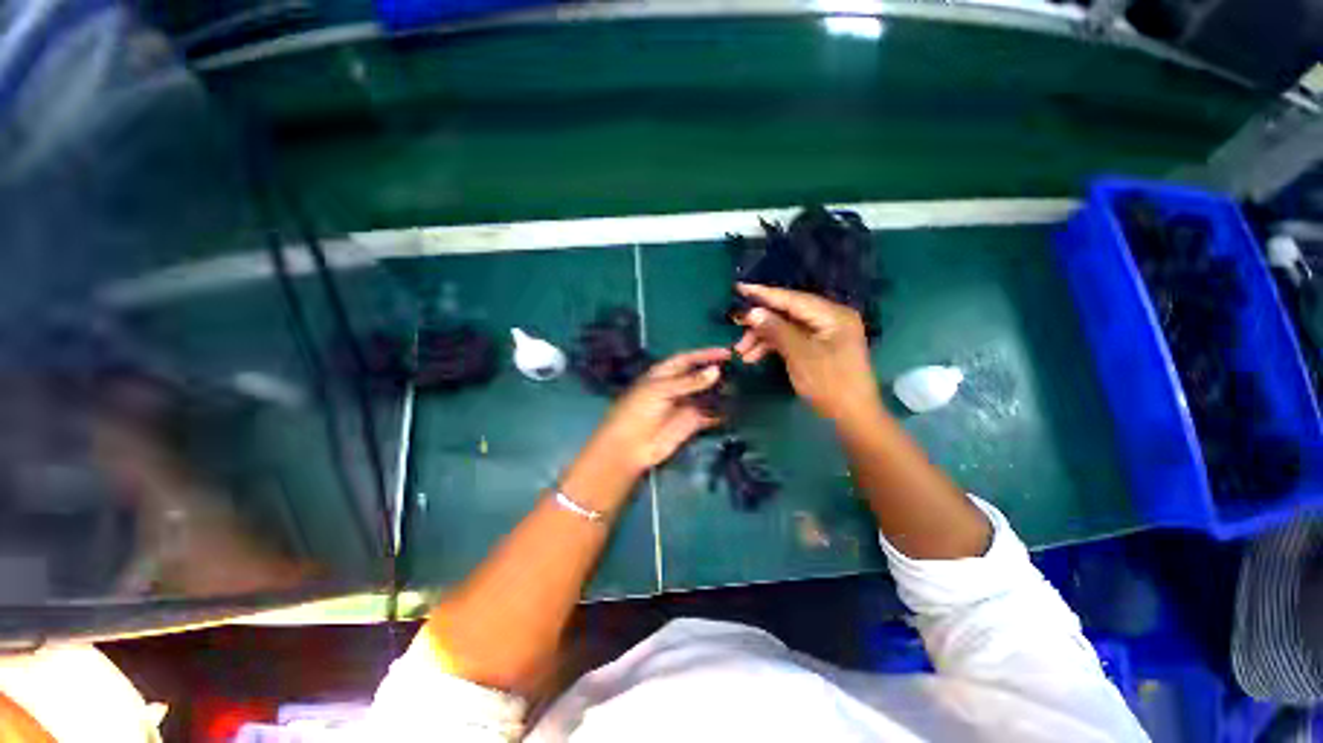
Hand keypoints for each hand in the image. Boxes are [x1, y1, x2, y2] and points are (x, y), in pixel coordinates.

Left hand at [561, 348, 729, 510]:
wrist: (630, 446)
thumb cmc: (638, 411)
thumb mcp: (661, 391)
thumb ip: (689, 382)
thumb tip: (716, 371)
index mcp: (664, 373)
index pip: (688, 359)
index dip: (706, 354)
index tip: (727, 352)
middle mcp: (676, 386)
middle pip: (699, 375)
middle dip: (717, 371)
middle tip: (740, 369)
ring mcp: (684, 404)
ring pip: (707, 394)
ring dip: (721, 390)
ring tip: (742, 386)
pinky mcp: (691, 422)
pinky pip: (709, 414)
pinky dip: (721, 411)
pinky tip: (736, 408)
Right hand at [733, 283, 881, 422]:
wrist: (852, 417)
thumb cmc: (830, 384)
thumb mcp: (800, 355)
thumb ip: (776, 330)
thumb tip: (752, 312)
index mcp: (832, 315)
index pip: (793, 299)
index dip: (764, 294)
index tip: (740, 288)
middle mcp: (830, 318)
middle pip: (788, 313)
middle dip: (761, 323)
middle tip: (736, 329)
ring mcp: (825, 334)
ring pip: (786, 328)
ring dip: (763, 338)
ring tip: (741, 352)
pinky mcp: (819, 347)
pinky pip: (791, 340)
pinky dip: (773, 347)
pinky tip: (754, 357)